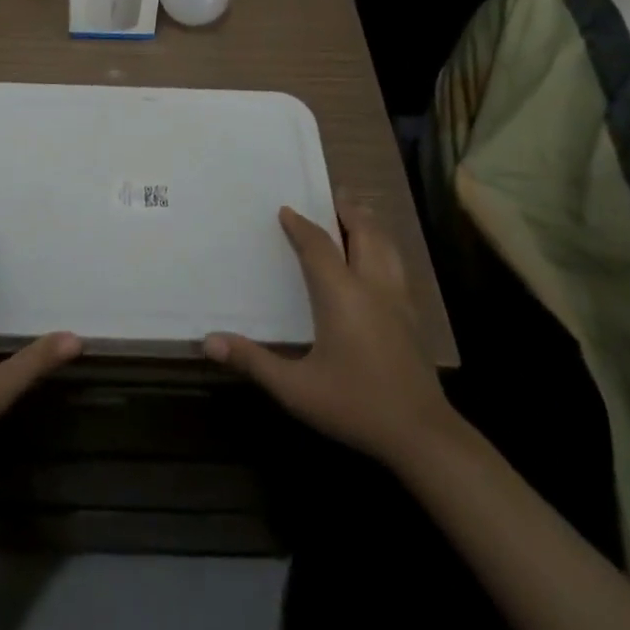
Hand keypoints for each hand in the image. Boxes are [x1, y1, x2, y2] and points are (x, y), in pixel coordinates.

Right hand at [205, 206, 453, 468]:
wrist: (421, 435)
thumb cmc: (354, 405)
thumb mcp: (296, 388)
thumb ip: (253, 361)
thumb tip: (208, 341)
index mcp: (341, 294)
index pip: (318, 245)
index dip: (301, 225)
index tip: (286, 210)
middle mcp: (371, 285)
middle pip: (363, 232)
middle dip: (347, 210)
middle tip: (333, 193)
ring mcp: (398, 300)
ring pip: (386, 245)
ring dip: (369, 224)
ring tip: (357, 214)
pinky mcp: (413, 317)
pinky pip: (397, 265)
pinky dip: (384, 247)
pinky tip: (379, 260)